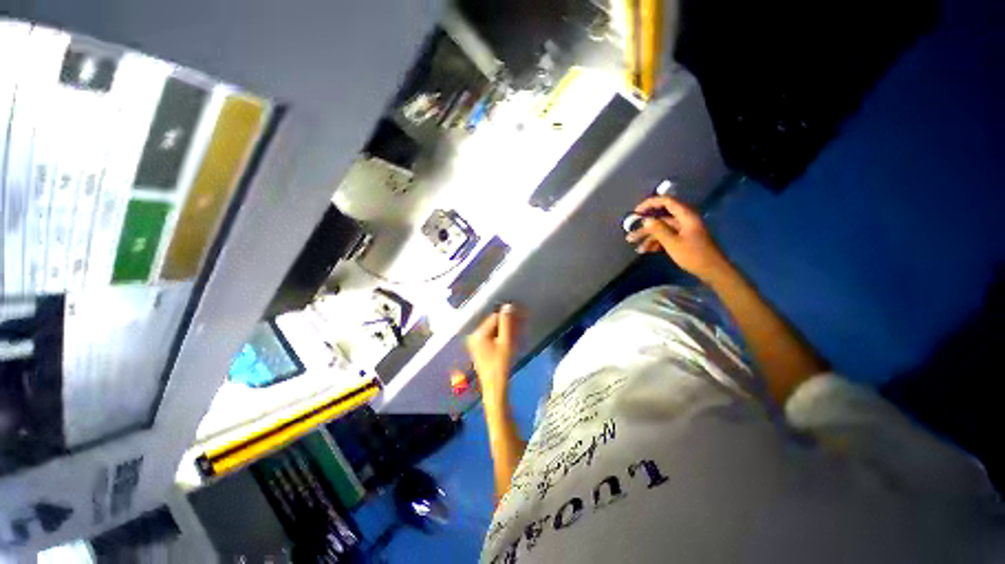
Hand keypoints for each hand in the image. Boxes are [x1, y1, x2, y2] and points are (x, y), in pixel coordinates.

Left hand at [463, 304, 520, 406]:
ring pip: (496, 330)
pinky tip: (514, 338)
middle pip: (495, 323)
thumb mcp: (506, 343)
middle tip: (524, 321)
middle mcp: (475, 336)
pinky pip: (494, 337)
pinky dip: (504, 336)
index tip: (523, 313)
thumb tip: (508, 306)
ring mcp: (478, 343)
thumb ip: (507, 323)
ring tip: (521, 330)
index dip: (510, 314)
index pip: (496, 317)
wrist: (495, 388)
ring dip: (509, 329)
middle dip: (510, 322)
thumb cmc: (501, 366)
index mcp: (479, 333)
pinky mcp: (482, 349)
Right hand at [626, 196, 730, 282]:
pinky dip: (656, 243)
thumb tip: (646, 220)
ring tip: (635, 247)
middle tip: (630, 235)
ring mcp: (684, 231)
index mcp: (685, 216)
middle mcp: (684, 220)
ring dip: (648, 237)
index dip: (650, 204)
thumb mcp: (672, 243)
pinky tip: (646, 251)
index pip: (666, 202)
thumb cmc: (693, 255)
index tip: (636, 212)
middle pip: (661, 219)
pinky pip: (666, 237)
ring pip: (662, 229)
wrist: (712, 271)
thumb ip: (658, 230)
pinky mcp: (683, 240)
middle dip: (645, 227)